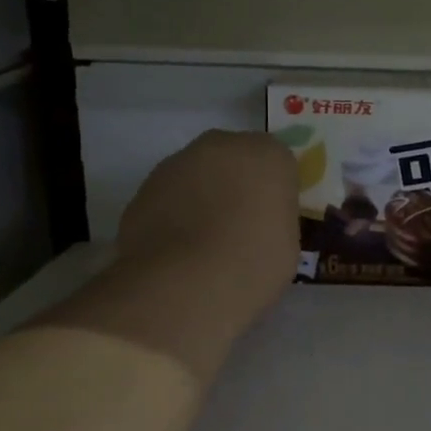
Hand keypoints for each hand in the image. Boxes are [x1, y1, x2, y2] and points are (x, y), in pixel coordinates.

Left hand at [117, 131, 300, 323]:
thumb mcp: (286, 245)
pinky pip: (170, 197)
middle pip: (234, 160)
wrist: (183, 284)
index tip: (271, 222)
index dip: (274, 193)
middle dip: (236, 186)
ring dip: (202, 197)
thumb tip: (256, 224)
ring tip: (202, 244)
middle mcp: (222, 146)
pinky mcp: (143, 187)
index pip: (278, 165)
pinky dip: (174, 215)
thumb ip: (273, 219)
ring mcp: (177, 163)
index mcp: (267, 154)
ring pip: (198, 175)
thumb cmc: (251, 264)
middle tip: (238, 228)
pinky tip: (176, 251)